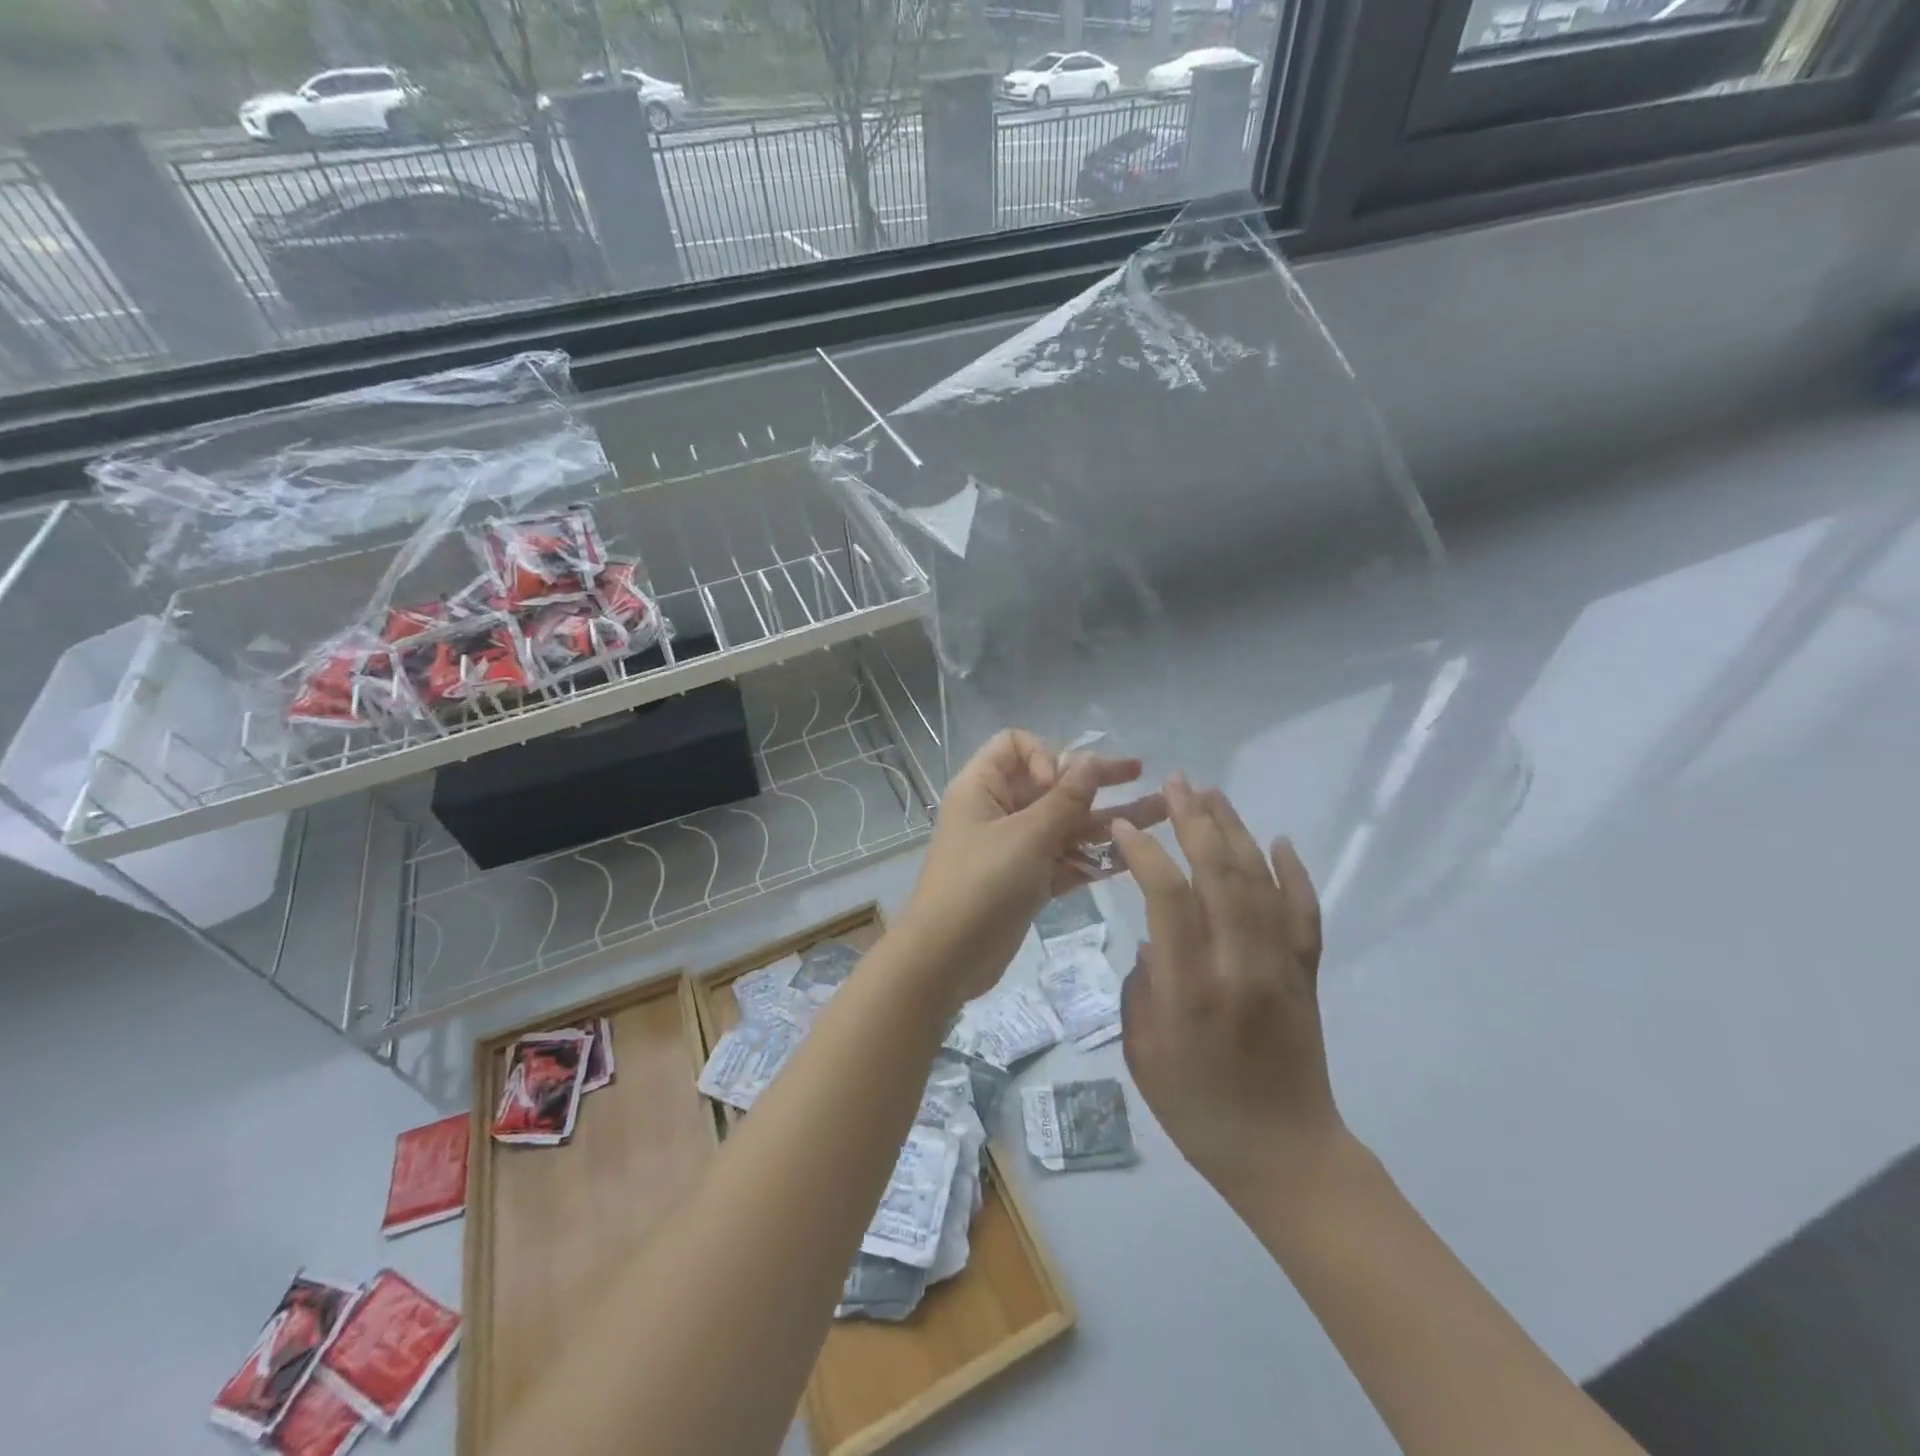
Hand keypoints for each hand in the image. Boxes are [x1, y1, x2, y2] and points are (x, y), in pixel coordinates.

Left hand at [900, 730, 1165, 1008]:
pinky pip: (1066, 857)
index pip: (1016, 744)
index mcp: (983, 786)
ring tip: (1160, 812)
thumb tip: (1091, 759)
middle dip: (1094, 779)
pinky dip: (1094, 855)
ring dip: (1106, 818)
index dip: (1045, 755)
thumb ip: (1065, 798)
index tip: (1059, 785)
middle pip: (1050, 782)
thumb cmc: (981, 884)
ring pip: (1065, 823)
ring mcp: (1015, 846)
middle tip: (1139, 772)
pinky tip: (1135, 854)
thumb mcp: (1027, 836)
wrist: (946, 959)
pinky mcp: (1028, 879)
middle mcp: (999, 809)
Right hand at [1113, 776, 1343, 1195]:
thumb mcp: (1144, 1053)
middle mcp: (1240, 966)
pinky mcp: (1307, 974)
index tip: (1126, 828)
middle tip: (1177, 783)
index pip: (1169, 900)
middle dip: (1195, 822)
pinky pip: (1304, 912)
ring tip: (1212, 794)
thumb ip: (1141, 987)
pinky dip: (1294, 872)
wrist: (1285, 1155)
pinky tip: (1279, 840)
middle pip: (1220, 875)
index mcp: (1192, 989)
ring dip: (1236, 832)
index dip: (1146, 855)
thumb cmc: (1198, 1110)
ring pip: (1261, 882)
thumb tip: (1155, 939)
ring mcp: (1281, 966)